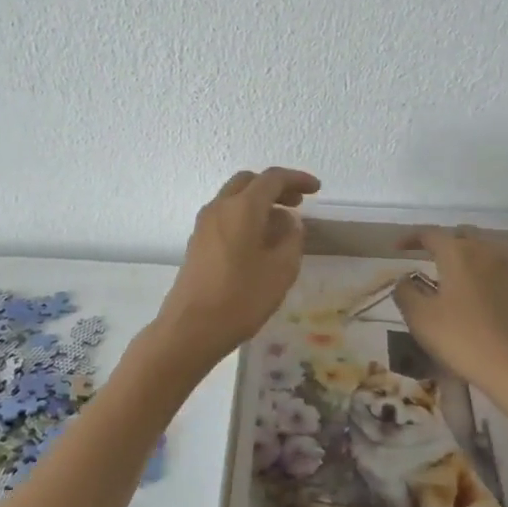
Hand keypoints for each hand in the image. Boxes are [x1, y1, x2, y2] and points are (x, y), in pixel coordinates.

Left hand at [153, 168, 320, 362]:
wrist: (191, 328)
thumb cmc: (241, 298)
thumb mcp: (281, 270)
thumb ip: (291, 238)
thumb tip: (288, 222)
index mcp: (242, 207)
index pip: (272, 179)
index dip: (297, 179)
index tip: (316, 189)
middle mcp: (219, 207)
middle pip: (248, 182)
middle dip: (275, 187)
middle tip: (297, 203)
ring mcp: (203, 225)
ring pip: (233, 198)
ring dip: (258, 202)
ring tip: (281, 224)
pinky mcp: (197, 243)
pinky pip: (224, 216)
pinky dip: (244, 217)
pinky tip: (258, 241)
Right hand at [392, 228, 507, 391]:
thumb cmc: (461, 338)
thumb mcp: (420, 317)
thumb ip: (405, 292)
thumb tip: (404, 279)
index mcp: (458, 253)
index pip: (430, 233)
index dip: (410, 238)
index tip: (396, 249)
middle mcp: (485, 252)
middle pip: (461, 234)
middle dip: (441, 241)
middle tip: (426, 256)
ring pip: (482, 249)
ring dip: (463, 255)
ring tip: (449, 274)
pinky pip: (496, 269)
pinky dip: (480, 272)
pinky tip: (472, 294)